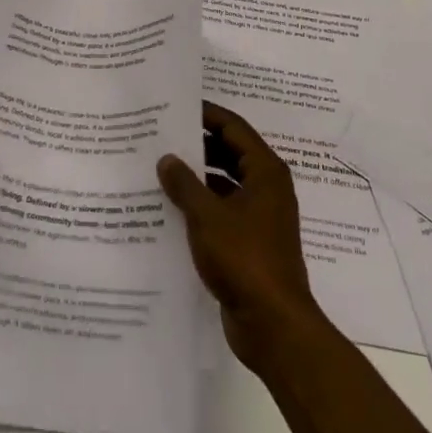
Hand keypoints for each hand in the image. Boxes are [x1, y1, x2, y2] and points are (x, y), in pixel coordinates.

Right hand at [157, 102, 324, 369]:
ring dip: (197, 178)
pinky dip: (200, 206)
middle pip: (230, 153)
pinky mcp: (249, 243)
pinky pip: (222, 211)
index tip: (176, 106)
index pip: (234, 127)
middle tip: (160, 137)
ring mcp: (259, 217)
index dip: (207, 114)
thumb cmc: (245, 259)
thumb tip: (167, 158)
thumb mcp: (208, 217)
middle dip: (198, 145)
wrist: (273, 325)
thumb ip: (185, 184)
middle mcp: (266, 188)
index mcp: (265, 172)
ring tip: (158, 169)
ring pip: (224, 184)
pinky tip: (169, 209)